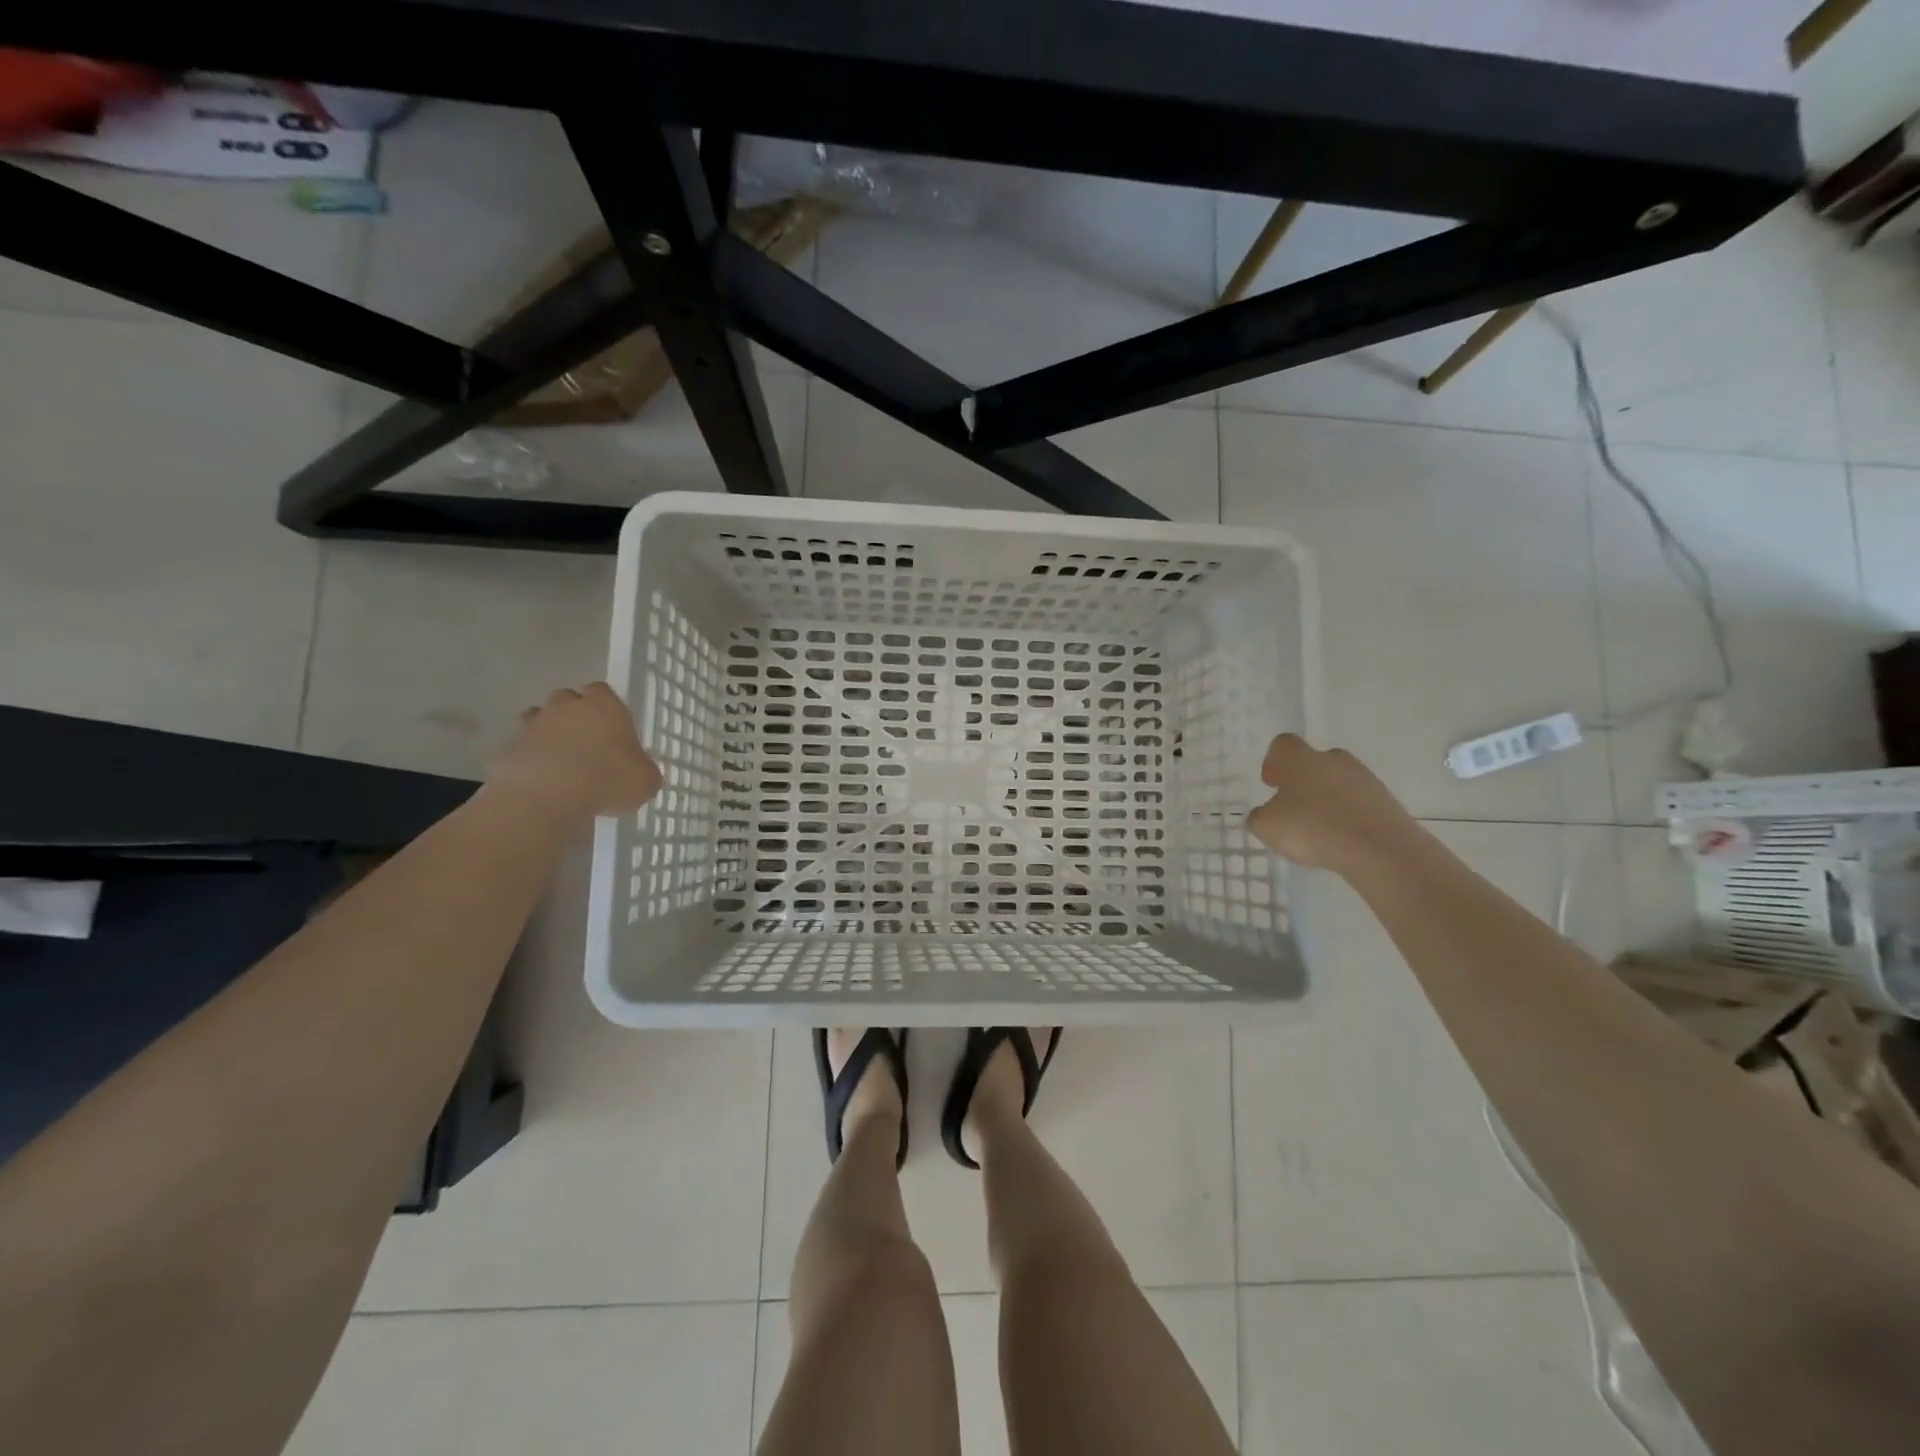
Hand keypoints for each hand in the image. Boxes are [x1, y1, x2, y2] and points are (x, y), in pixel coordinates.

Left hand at [486, 682, 661, 825]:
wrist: (545, 799)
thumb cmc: (606, 781)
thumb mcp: (646, 781)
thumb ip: (644, 770)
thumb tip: (640, 771)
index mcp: (604, 706)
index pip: (603, 690)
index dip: (607, 707)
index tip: (613, 728)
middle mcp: (566, 706)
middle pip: (568, 699)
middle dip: (575, 716)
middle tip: (587, 743)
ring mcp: (533, 725)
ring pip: (540, 720)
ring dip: (549, 735)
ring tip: (561, 762)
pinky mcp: (508, 748)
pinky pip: (522, 749)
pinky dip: (530, 759)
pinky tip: (541, 781)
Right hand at [1246, 734, 1419, 874]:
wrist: (1380, 848)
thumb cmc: (1313, 829)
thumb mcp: (1267, 827)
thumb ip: (1259, 816)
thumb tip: (1265, 813)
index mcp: (1301, 760)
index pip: (1283, 744)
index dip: (1273, 761)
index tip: (1271, 784)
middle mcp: (1334, 760)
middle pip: (1314, 761)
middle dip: (1303, 780)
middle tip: (1295, 807)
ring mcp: (1364, 779)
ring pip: (1339, 781)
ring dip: (1327, 797)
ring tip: (1320, 828)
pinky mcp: (1386, 801)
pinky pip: (1359, 801)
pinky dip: (1348, 814)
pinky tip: (1342, 838)